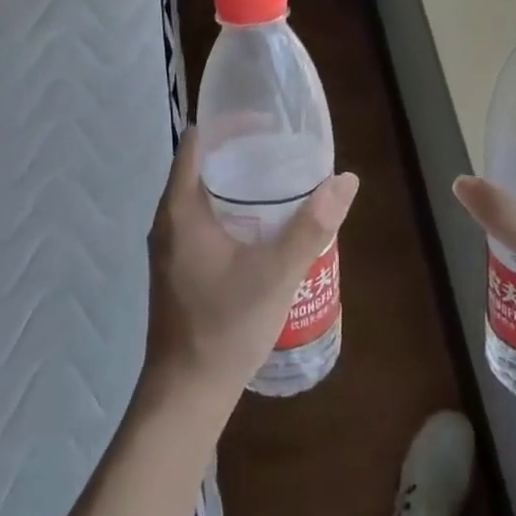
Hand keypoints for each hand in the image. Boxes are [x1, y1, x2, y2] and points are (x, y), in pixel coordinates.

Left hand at [143, 129, 358, 417]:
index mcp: (181, 209)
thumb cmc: (225, 326)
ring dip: (239, 183)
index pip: (199, 142)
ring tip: (283, 181)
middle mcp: (169, 221)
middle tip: (286, 150)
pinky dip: (234, 209)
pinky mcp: (180, 268)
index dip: (231, 123)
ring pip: (205, 196)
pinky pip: (206, 220)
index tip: (270, 121)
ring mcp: (172, 247)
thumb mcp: (277, 272)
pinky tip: (266, 226)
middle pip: (204, 166)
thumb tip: (346, 179)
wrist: (187, 394)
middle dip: (243, 152)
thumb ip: (312, 225)